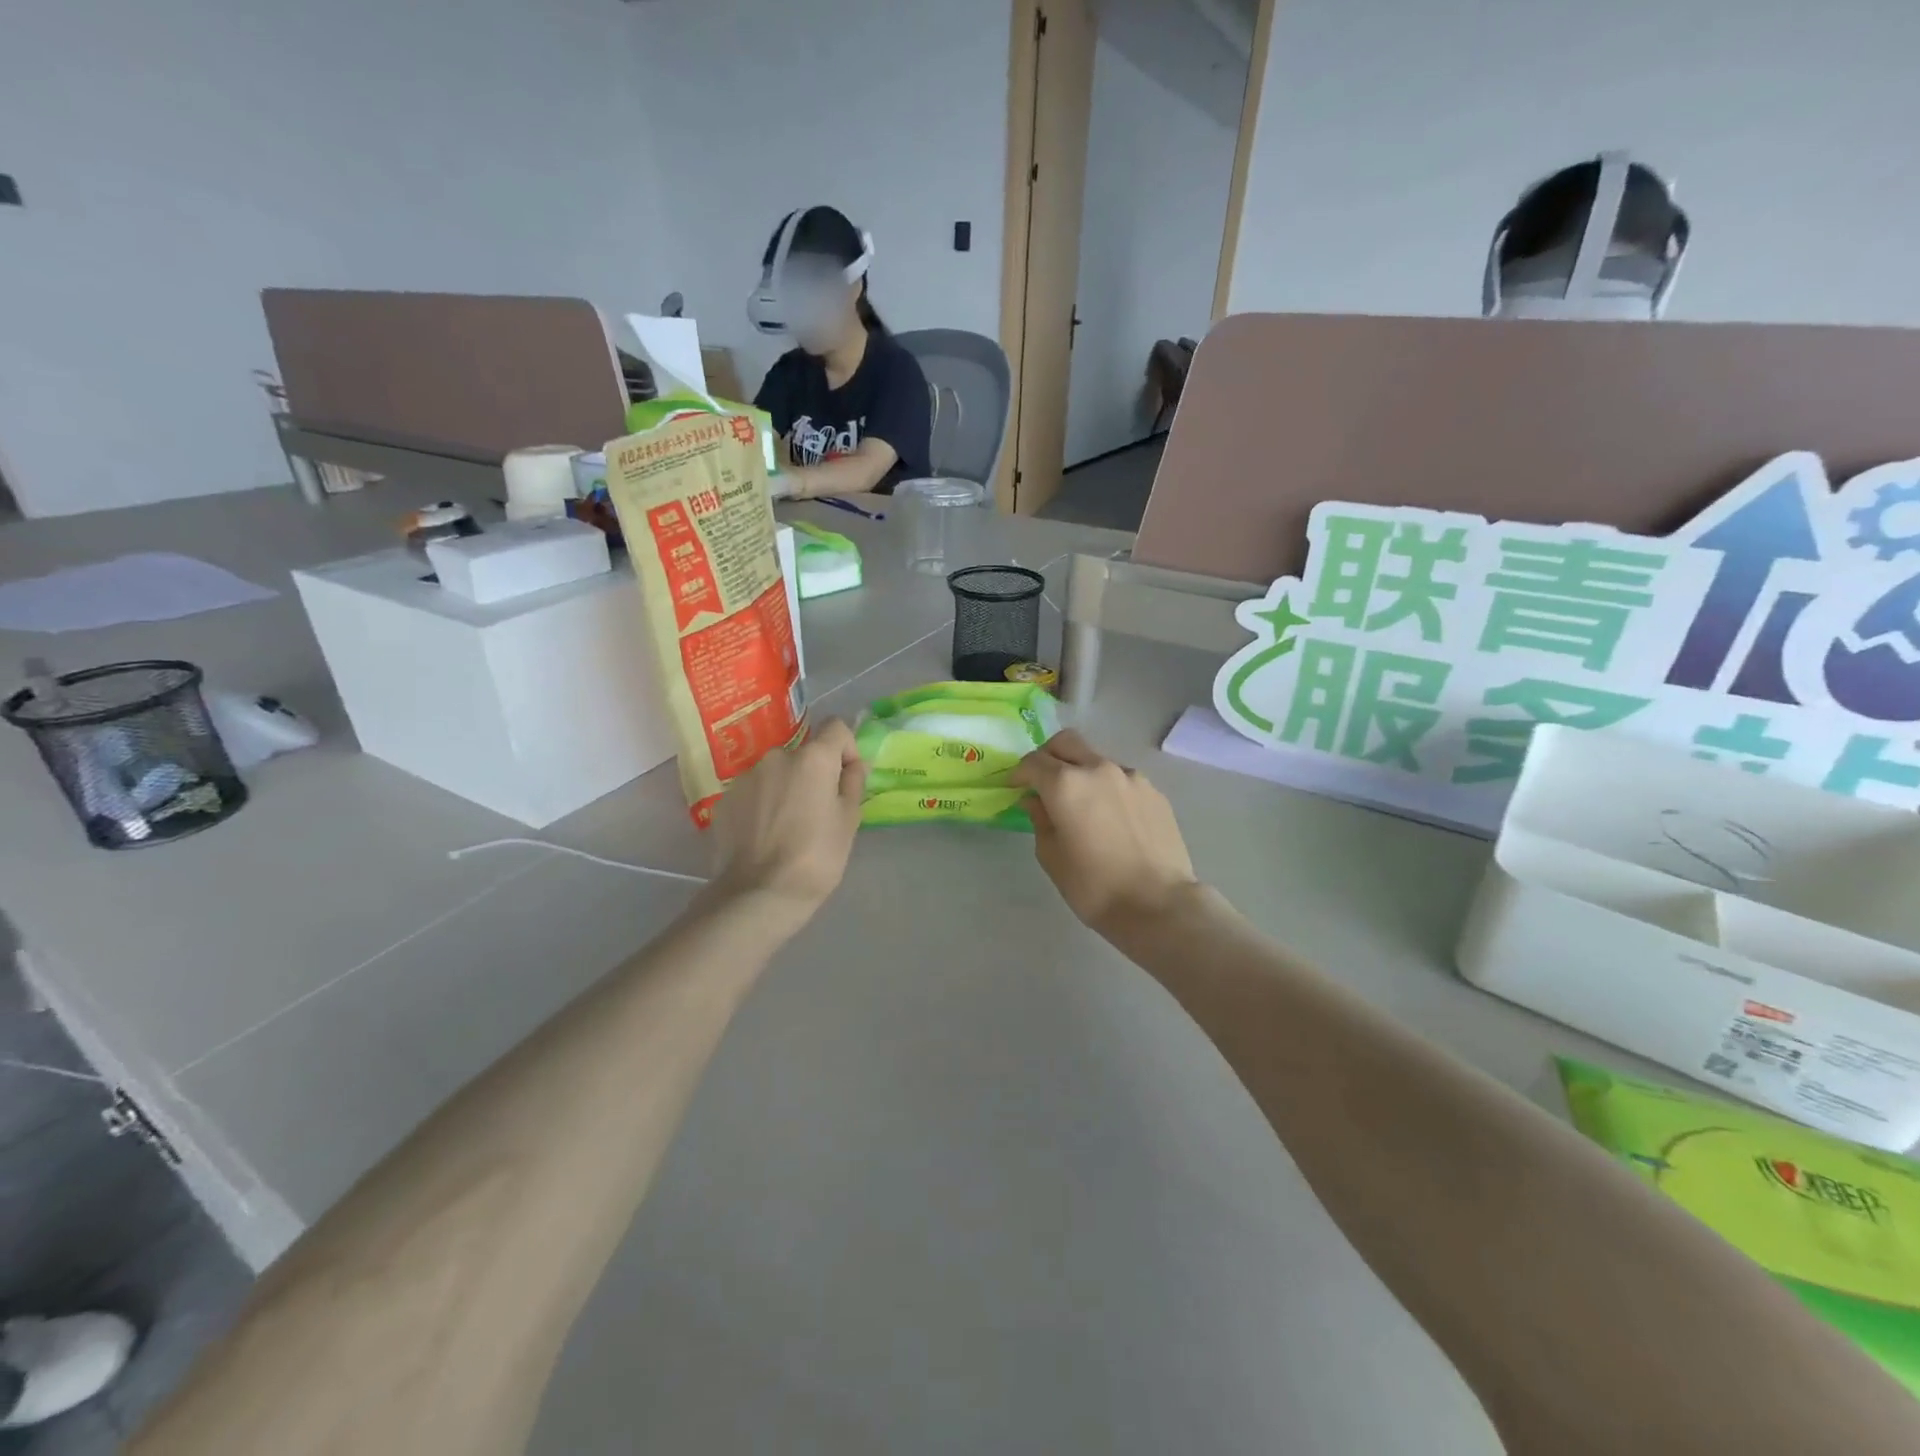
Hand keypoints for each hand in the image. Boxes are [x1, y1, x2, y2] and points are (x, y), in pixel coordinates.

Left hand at [711, 718, 867, 921]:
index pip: (836, 727)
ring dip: (786, 788)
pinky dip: (762, 804)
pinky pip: (753, 792)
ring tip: (788, 827)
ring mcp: (747, 777)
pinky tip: (764, 835)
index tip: (847, 778)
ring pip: (776, 773)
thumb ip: (853, 783)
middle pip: (804, 753)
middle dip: (813, 774)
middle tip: (817, 811)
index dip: (846, 748)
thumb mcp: (849, 821)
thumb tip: (852, 765)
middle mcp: (777, 756)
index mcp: (813, 758)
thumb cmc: (816, 857)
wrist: (759, 893)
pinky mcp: (726, 799)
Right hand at [1010, 730, 1199, 935]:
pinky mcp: (1154, 792)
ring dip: (1082, 772)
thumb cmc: (1094, 887)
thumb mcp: (1052, 857)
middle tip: (1043, 782)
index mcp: (1065, 784)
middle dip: (1048, 756)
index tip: (1016, 788)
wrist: (1158, 904)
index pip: (1033, 762)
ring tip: (1083, 805)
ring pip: (1097, 760)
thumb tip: (1036, 802)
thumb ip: (1040, 821)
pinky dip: (1108, 788)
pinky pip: (1122, 779)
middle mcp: (1098, 769)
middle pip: (1066, 742)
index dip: (1019, 773)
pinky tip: (1112, 819)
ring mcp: (1131, 777)